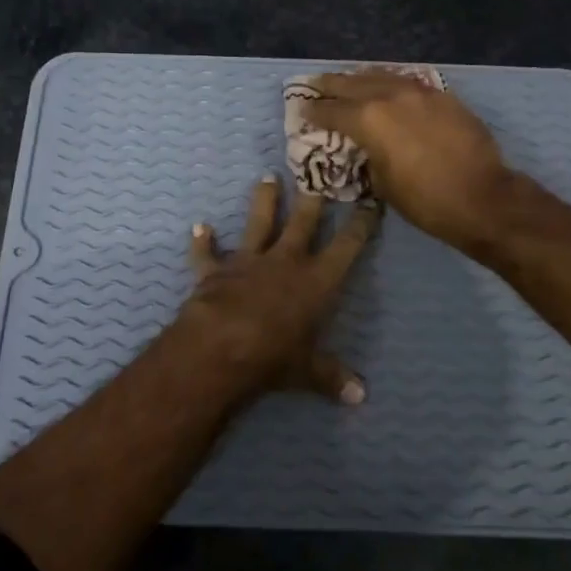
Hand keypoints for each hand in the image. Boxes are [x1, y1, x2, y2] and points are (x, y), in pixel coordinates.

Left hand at [170, 175, 378, 404]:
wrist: (220, 346)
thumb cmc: (274, 356)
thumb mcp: (308, 371)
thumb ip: (332, 377)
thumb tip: (361, 396)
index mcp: (316, 281)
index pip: (347, 246)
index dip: (361, 224)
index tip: (371, 202)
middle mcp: (285, 261)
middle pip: (302, 222)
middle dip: (313, 199)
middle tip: (318, 174)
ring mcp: (248, 261)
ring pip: (258, 223)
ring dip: (263, 201)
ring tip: (266, 177)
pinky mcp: (215, 270)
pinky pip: (207, 253)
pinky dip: (202, 242)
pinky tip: (199, 228)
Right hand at [302, 71, 516, 251]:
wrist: (482, 197)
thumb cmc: (425, 200)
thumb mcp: (382, 183)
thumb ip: (368, 156)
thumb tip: (366, 147)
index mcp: (369, 119)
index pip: (331, 111)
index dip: (313, 112)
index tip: (302, 111)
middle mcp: (390, 96)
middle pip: (352, 83)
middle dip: (331, 85)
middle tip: (315, 85)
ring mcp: (420, 92)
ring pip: (382, 75)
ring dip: (361, 78)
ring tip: (348, 79)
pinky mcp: (443, 96)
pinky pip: (408, 82)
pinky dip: (390, 82)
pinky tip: (386, 85)